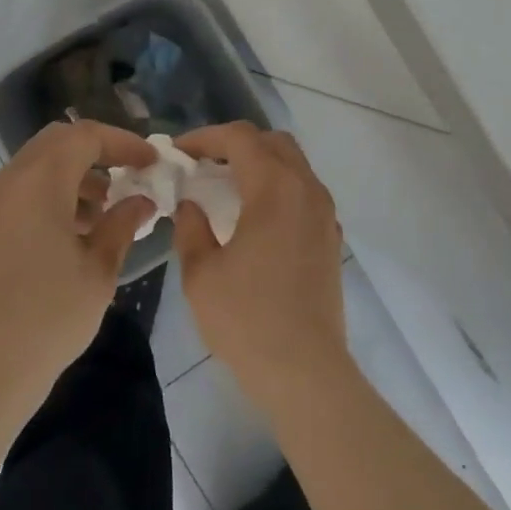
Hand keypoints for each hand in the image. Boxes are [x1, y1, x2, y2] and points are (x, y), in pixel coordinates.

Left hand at [0, 121, 155, 424]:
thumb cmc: (48, 321)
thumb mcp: (98, 272)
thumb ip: (122, 224)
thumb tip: (141, 201)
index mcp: (38, 183)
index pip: (85, 136)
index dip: (123, 142)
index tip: (150, 161)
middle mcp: (4, 182)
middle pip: (56, 142)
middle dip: (96, 152)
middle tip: (126, 176)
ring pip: (33, 166)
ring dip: (69, 175)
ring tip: (99, 213)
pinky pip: (14, 192)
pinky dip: (44, 195)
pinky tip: (65, 234)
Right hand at [173, 123, 350, 409]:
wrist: (306, 372)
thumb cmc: (248, 320)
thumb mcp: (202, 274)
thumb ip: (191, 228)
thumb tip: (191, 205)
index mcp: (274, 188)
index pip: (240, 138)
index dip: (205, 137)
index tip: (179, 152)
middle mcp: (306, 189)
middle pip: (271, 142)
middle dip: (235, 144)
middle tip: (203, 164)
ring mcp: (324, 212)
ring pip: (293, 163)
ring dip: (259, 163)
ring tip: (225, 185)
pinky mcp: (331, 236)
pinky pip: (304, 190)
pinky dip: (277, 185)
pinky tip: (255, 215)